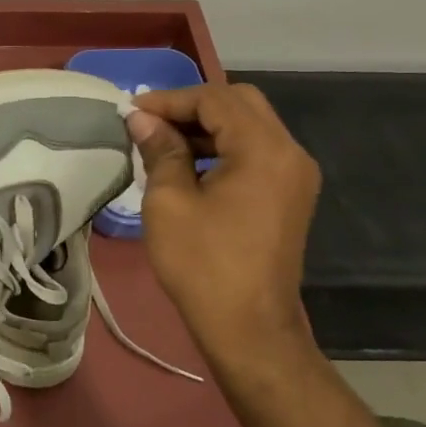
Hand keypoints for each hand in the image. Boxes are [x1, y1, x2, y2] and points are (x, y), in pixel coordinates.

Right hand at [126, 84, 321, 363]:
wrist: (248, 327)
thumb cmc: (202, 264)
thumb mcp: (169, 202)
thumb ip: (160, 151)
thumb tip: (141, 119)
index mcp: (264, 151)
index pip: (216, 99)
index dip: (170, 99)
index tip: (131, 112)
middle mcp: (289, 153)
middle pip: (240, 104)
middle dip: (191, 105)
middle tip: (148, 121)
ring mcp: (294, 174)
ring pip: (249, 126)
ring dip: (205, 125)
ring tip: (160, 140)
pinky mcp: (289, 194)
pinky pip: (254, 151)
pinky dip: (220, 146)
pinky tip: (187, 163)